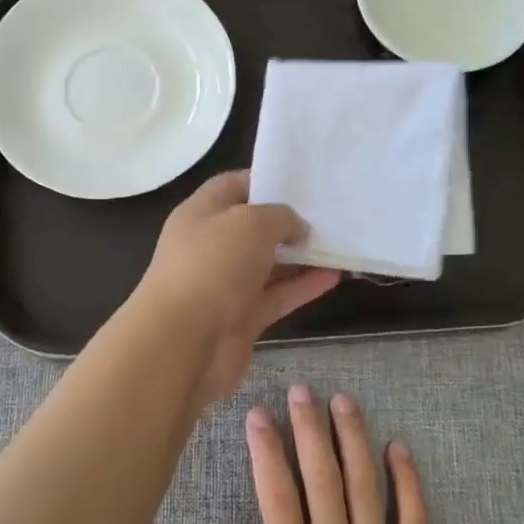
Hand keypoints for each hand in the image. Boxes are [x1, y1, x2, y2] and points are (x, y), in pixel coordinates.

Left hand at [132, 173, 339, 401]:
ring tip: (341, 244)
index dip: (266, 180)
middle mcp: (211, 245)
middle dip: (289, 221)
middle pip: (254, 227)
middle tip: (330, 214)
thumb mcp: (251, 222)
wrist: (182, 343)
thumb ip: (281, 217)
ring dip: (301, 257)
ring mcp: (225, 284)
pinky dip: (303, 287)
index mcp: (202, 212)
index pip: (235, 186)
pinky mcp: (241, 318)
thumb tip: (296, 229)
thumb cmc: (213, 266)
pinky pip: (277, 296)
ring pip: (269, 264)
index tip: (303, 182)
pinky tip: (335, 277)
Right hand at [209, 383, 445, 523]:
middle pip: (320, 473)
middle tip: (303, 391)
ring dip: (353, 437)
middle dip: (309, 427)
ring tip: (344, 401)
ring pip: (364, 481)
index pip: (276, 490)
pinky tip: (398, 447)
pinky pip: (412, 514)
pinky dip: (407, 478)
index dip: (266, 448)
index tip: (259, 415)